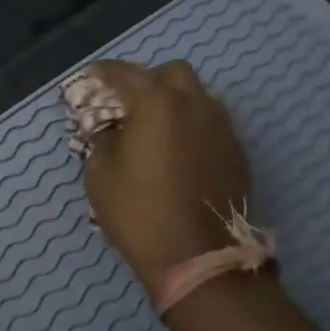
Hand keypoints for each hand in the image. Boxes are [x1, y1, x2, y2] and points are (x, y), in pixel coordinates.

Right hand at [81, 60, 253, 300]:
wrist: (199, 258)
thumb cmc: (140, 212)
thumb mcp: (101, 175)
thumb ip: (103, 140)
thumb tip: (110, 129)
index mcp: (158, 103)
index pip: (126, 73)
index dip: (105, 72)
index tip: (92, 76)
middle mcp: (195, 105)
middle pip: (172, 74)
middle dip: (148, 80)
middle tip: (128, 102)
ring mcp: (222, 128)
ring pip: (197, 97)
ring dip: (174, 102)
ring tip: (154, 127)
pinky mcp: (237, 153)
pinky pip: (210, 124)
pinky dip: (191, 127)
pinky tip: (177, 152)